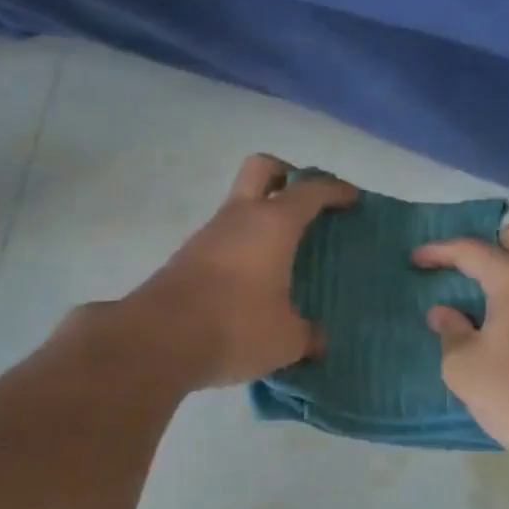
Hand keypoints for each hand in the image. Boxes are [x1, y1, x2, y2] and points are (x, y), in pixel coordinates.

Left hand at [128, 154, 356, 387]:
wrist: (158, 340)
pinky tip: (252, 282)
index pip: (311, 190)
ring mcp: (208, 235)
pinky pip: (223, 239)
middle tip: (305, 201)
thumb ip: (307, 335)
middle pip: (262, 168)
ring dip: (261, 217)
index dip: (334, 190)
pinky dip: (242, 247)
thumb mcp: (286, 339)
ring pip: (239, 205)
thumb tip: (316, 339)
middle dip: (287, 174)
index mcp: (273, 224)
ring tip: (283, 253)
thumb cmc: (236, 327)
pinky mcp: (186, 258)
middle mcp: (239, 217)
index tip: (351, 198)